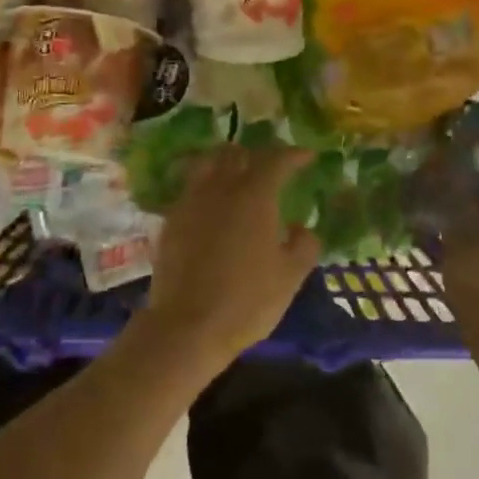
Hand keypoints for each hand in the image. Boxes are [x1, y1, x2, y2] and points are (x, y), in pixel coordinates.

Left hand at [141, 144, 320, 368]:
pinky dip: (204, 185)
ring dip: (225, 162)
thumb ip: (304, 245)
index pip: (276, 160)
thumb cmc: (246, 301)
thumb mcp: (290, 277)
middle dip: (257, 154)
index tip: (307, 156)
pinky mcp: (171, 219)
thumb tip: (300, 227)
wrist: (187, 325)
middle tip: (270, 167)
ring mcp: (191, 200)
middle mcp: (221, 187)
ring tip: (236, 174)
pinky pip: (190, 188)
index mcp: (255, 195)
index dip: (294, 154)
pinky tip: (210, 203)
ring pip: (207, 163)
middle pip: (237, 153)